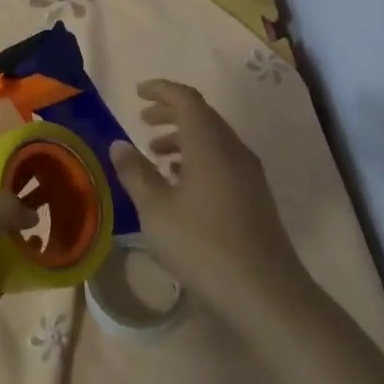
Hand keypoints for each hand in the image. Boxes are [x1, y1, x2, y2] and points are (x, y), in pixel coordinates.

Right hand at [110, 79, 311, 326]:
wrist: (265, 293)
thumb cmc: (202, 245)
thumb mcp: (156, 210)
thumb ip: (136, 172)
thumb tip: (119, 144)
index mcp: (209, 143)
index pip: (186, 99)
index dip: (161, 90)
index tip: (138, 93)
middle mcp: (233, 150)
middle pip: (202, 115)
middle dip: (171, 113)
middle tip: (143, 122)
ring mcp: (249, 173)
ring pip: (214, 139)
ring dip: (184, 138)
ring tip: (157, 155)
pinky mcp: (255, 196)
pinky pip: (223, 160)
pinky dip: (199, 158)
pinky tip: (181, 185)